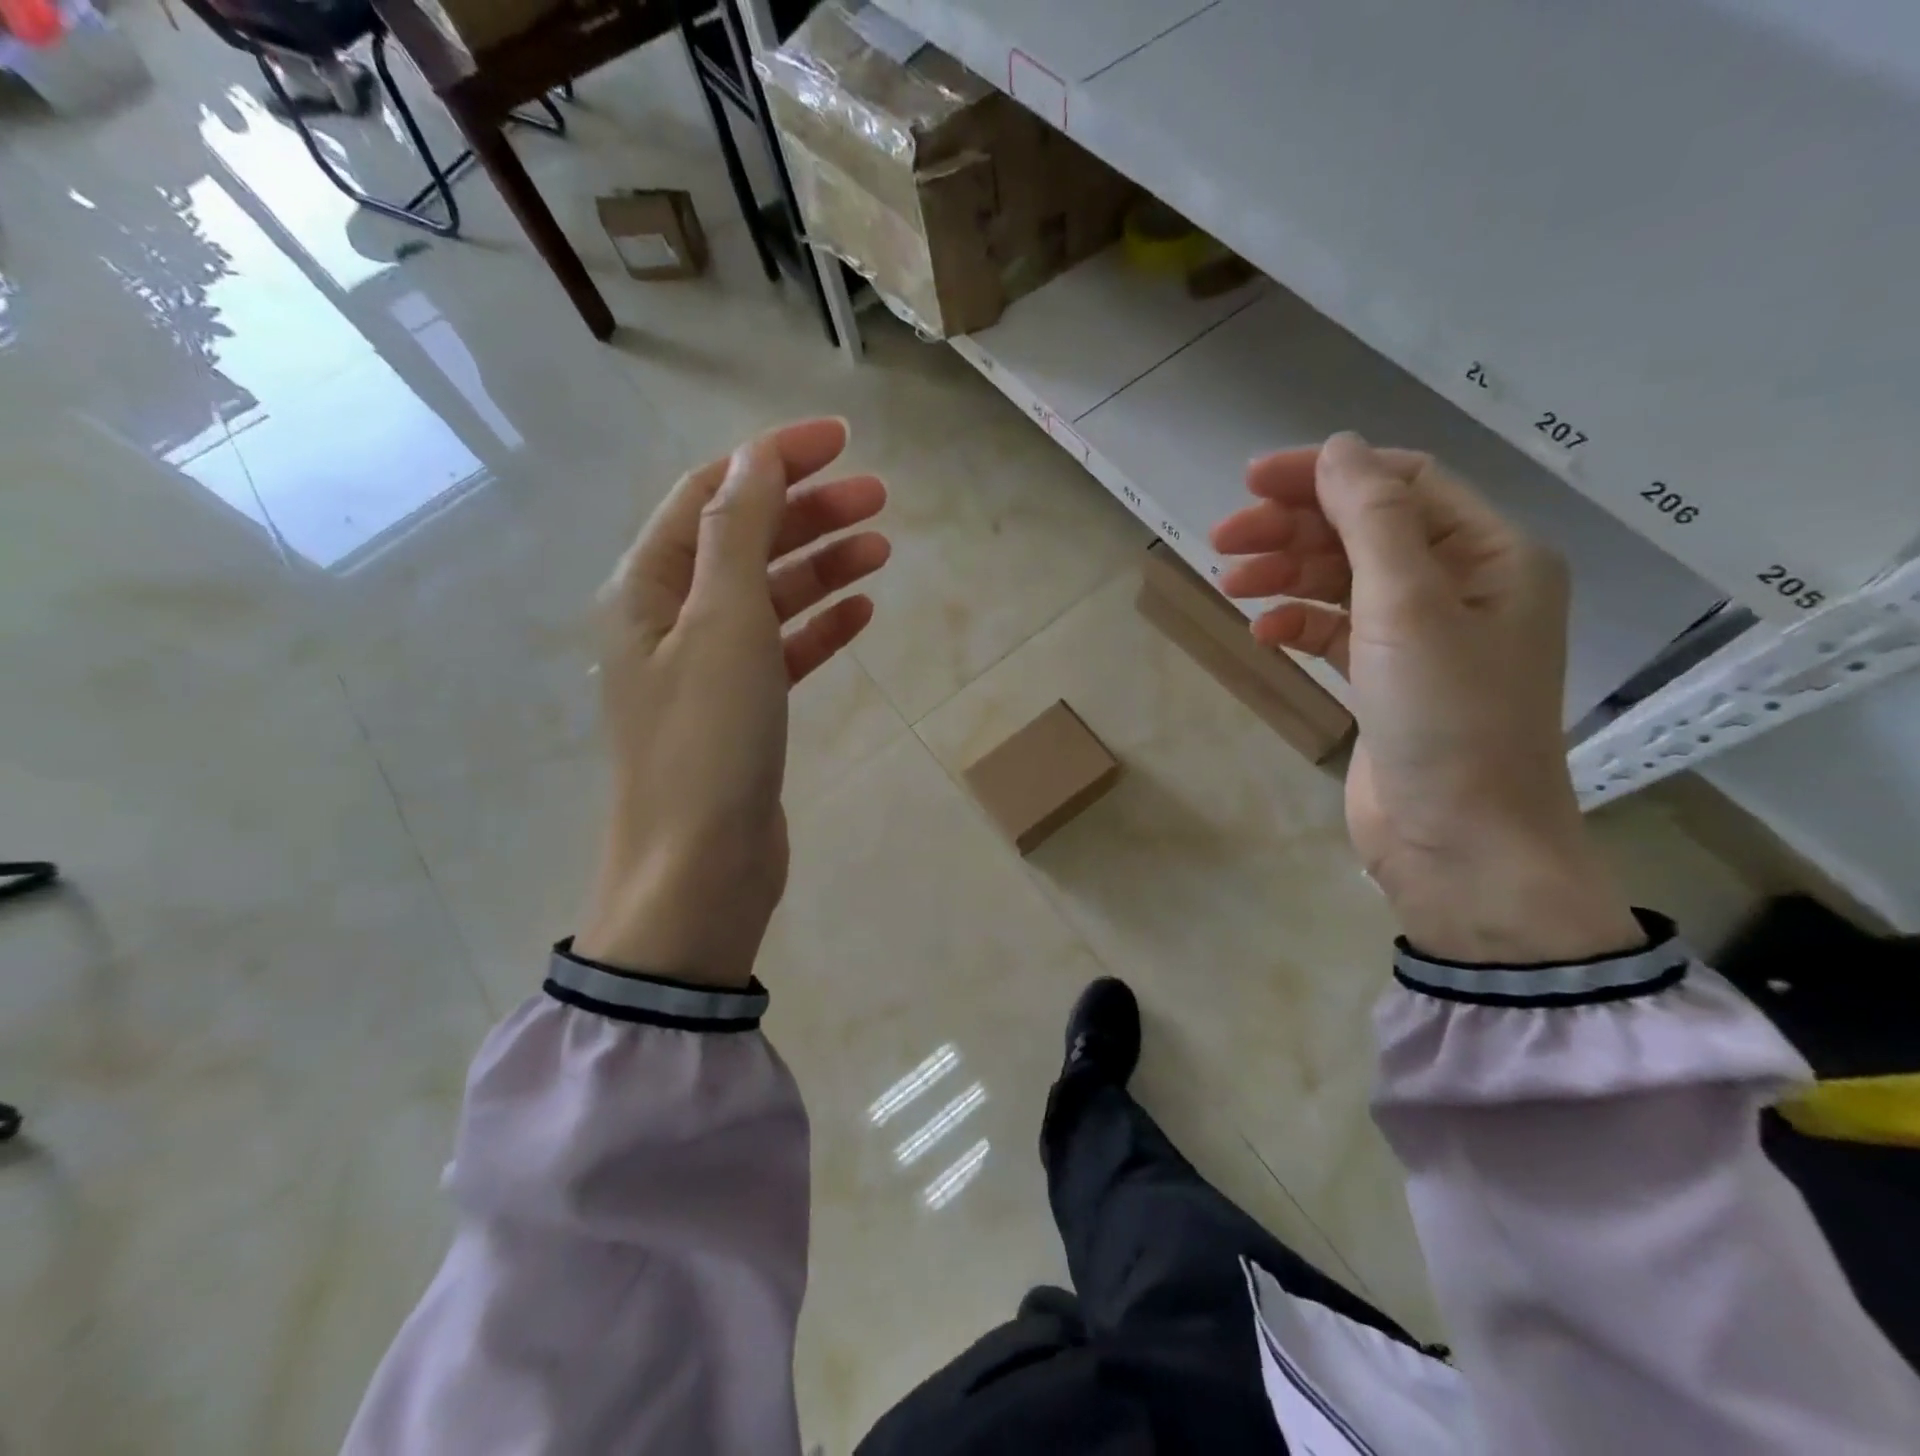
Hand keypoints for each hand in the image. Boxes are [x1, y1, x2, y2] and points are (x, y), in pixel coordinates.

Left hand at [575, 419, 888, 985]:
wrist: (700, 870)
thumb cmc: (707, 741)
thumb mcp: (724, 623)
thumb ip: (737, 533)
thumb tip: (756, 458)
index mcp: (647, 588)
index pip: (710, 494)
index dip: (773, 458)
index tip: (840, 440)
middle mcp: (669, 620)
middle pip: (743, 541)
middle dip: (808, 512)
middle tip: (879, 498)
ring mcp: (706, 668)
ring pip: (769, 595)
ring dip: (821, 566)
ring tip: (881, 548)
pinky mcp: (741, 710)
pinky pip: (783, 649)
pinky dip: (820, 626)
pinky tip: (862, 610)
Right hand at [1210, 433, 1640, 962]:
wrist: (1460, 845)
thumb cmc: (1448, 719)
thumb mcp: (1409, 607)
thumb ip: (1372, 520)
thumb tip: (1336, 448)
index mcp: (1491, 554)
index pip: (1402, 484)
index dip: (1326, 474)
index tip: (1251, 482)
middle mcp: (1462, 586)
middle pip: (1365, 530)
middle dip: (1294, 528)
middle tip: (1223, 538)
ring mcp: (1424, 637)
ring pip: (1344, 580)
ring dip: (1286, 574)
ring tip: (1230, 582)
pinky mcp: (1388, 680)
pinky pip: (1335, 631)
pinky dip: (1298, 623)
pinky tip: (1263, 634)